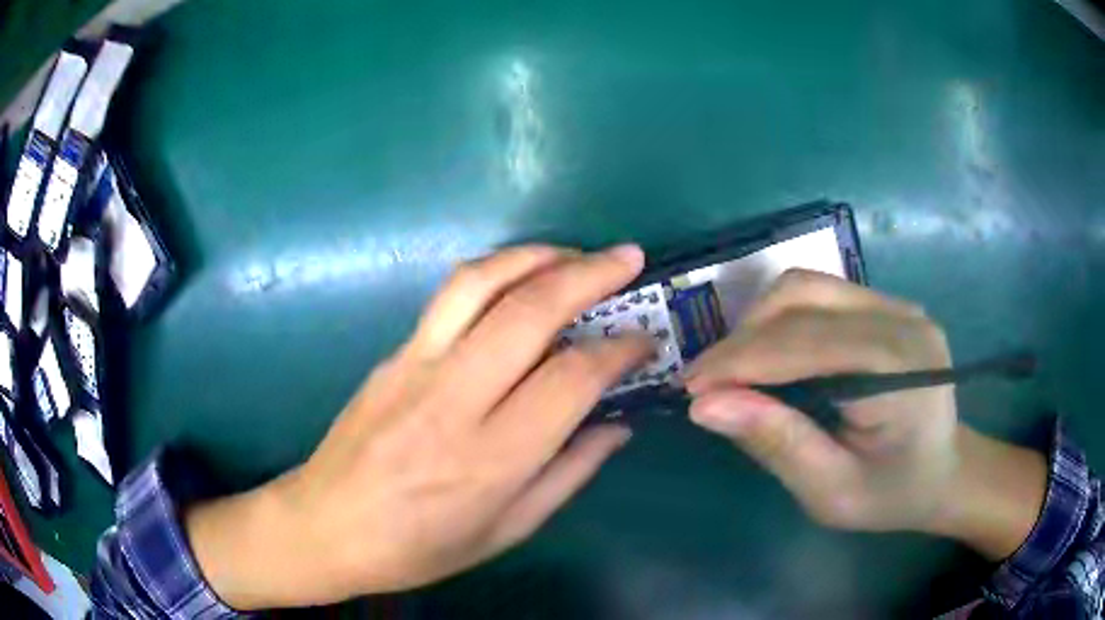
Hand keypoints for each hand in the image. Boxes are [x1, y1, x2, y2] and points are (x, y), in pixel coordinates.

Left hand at [185, 245, 652, 608]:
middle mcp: (453, 399)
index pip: (571, 379)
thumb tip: (618, 426)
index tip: (644, 341)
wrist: (324, 526)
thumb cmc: (417, 548)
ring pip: (480, 283)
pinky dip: (496, 273)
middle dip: (589, 274)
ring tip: (574, 254)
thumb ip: (568, 474)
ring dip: (536, 256)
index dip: (619, 351)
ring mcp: (414, 367)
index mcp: (490, 458)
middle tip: (628, 258)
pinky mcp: (391, 355)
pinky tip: (519, 280)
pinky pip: (448, 298)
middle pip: (530, 311)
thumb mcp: (505, 532)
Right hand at [686, 270, 1045, 558]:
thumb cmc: (894, 494)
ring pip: (806, 286)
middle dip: (743, 339)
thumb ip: (778, 444)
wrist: (947, 471)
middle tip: (707, 384)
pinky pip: (821, 296)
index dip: (740, 361)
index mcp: (899, 366)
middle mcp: (901, 317)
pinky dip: (782, 323)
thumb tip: (706, 406)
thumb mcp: (833, 492)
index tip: (690, 390)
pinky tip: (771, 358)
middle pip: (802, 297)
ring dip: (759, 325)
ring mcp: (896, 303)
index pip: (804, 343)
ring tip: (735, 371)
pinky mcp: (886, 305)